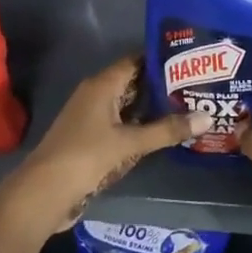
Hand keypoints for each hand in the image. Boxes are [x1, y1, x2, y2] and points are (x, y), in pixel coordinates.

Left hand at [16, 57, 207, 227]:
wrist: (44, 193)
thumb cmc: (85, 157)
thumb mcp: (130, 143)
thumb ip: (167, 130)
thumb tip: (207, 117)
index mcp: (101, 86)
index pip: (135, 61)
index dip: (160, 59)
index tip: (189, 60)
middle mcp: (95, 96)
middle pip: (133, 83)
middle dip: (162, 85)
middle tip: (197, 85)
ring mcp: (92, 118)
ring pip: (128, 106)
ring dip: (152, 108)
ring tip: (188, 106)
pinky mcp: (91, 139)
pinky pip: (121, 125)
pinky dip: (141, 126)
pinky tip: (163, 133)